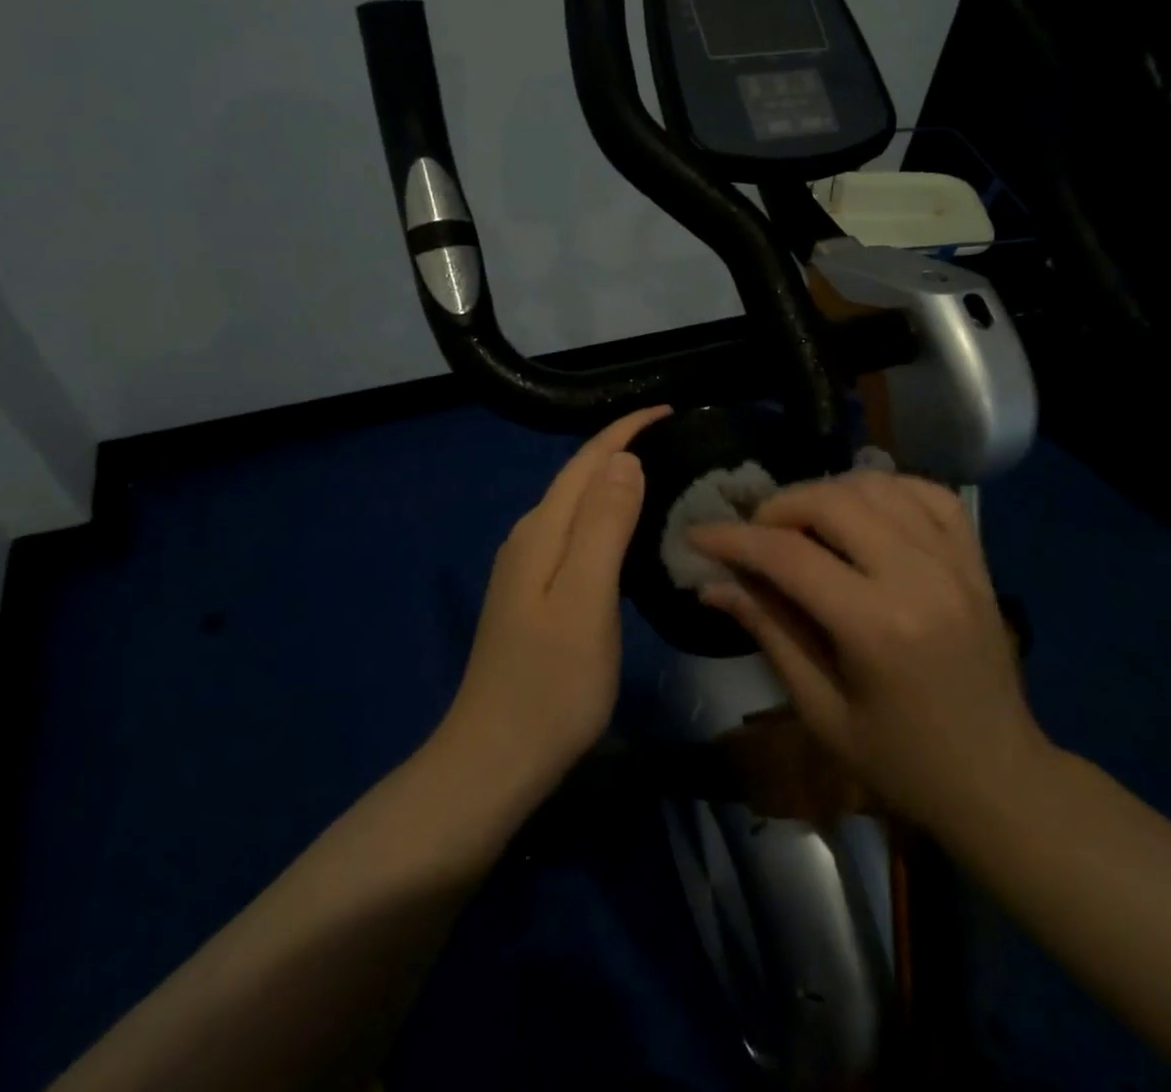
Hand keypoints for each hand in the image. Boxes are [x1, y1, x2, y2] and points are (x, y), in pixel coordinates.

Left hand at [439, 406, 668, 792]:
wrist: (494, 760)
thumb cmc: (551, 684)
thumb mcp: (586, 599)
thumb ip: (603, 525)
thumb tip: (623, 459)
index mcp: (542, 531)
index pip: (587, 460)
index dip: (627, 430)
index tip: (671, 409)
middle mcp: (529, 538)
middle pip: (579, 476)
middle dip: (623, 447)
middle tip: (677, 439)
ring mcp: (527, 569)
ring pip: (576, 505)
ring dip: (614, 481)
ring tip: (661, 473)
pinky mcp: (534, 595)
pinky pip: (575, 534)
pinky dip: (606, 517)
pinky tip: (627, 532)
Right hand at [689, 471, 1049, 835]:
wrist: (999, 779)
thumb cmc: (901, 762)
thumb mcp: (821, 710)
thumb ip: (769, 632)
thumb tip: (712, 584)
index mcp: (876, 627)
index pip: (788, 556)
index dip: (733, 539)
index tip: (696, 535)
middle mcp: (919, 577)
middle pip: (832, 502)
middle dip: (778, 507)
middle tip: (753, 534)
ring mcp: (954, 561)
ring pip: (876, 486)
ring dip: (826, 492)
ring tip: (801, 523)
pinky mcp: (975, 558)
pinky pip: (926, 492)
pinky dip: (885, 487)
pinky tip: (862, 508)